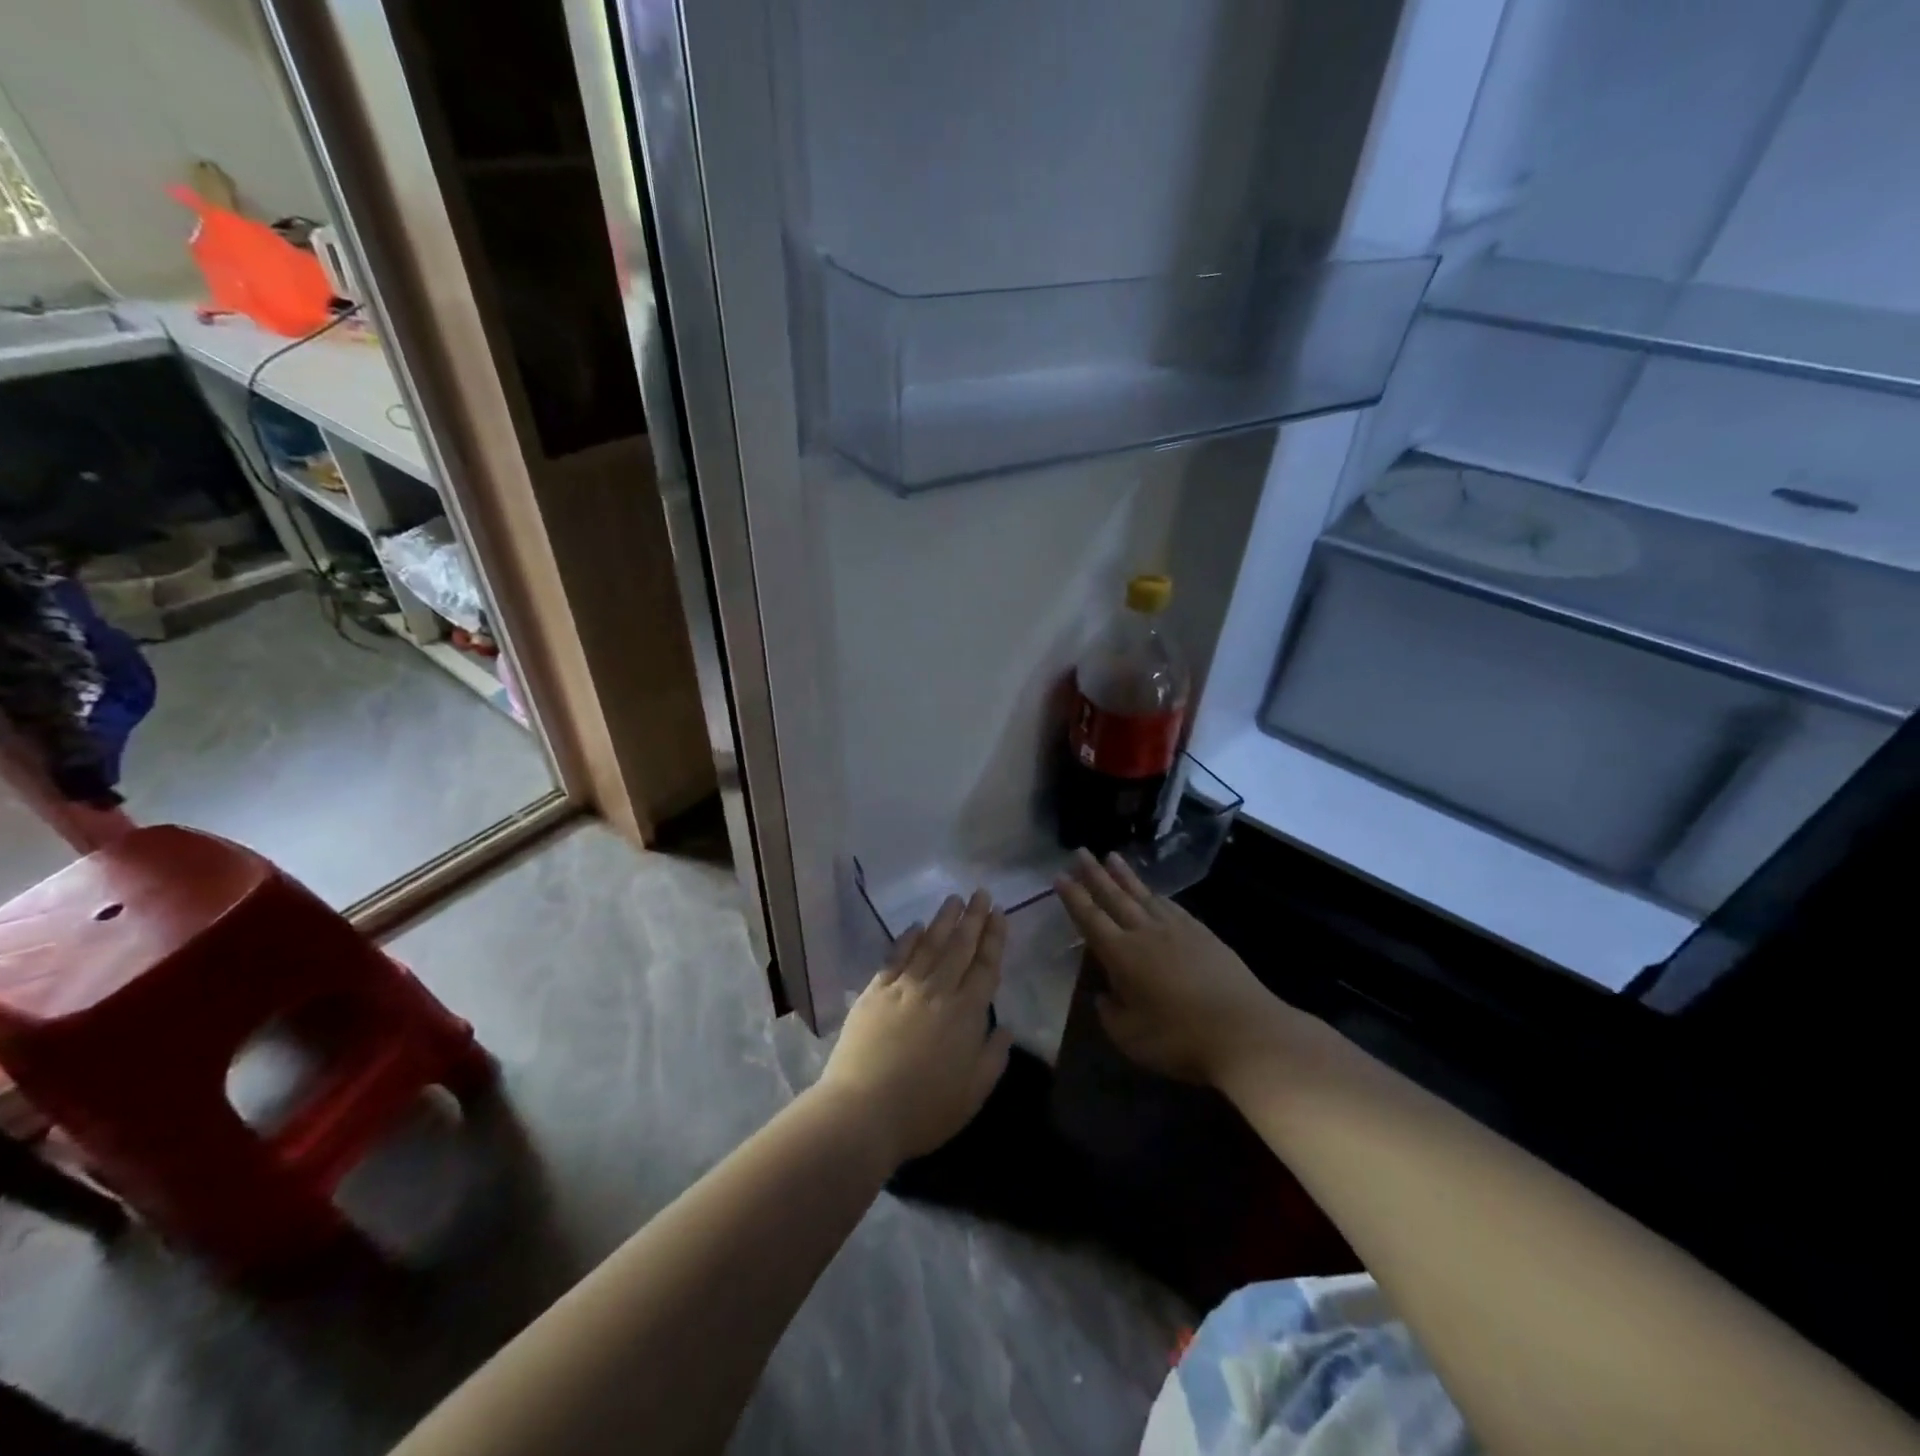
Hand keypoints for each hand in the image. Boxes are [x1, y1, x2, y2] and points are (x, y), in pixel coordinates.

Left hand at [817, 890, 1012, 1165]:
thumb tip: (1005, 1027)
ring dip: (944, 919)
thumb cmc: (924, 1109)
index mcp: (966, 1013)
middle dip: (973, 918)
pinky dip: (907, 939)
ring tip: (954, 898)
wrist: (862, 1110)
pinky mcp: (875, 992)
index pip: (985, 966)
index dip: (994, 938)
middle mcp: (938, 990)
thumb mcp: (973, 1093)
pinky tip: (915, 926)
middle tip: (981, 892)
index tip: (999, 913)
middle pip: (959, 946)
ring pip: (929, 944)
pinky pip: (895, 957)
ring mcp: (903, 987)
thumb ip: (993, 1056)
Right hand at [1056, 850, 1288, 1086]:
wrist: (1245, 1031)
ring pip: (1144, 895)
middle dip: (1094, 874)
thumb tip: (1103, 994)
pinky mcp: (1203, 934)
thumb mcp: (1130, 1037)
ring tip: (1111, 856)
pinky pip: (1171, 905)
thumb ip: (1110, 1012)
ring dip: (1125, 876)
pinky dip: (1156, 894)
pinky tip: (1154, 892)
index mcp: (1122, 954)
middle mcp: (1146, 933)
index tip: (1059, 875)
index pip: (1090, 918)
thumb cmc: (1180, 1039)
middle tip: (1080, 851)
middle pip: (1114, 896)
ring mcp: (1177, 930)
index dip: (1073, 897)